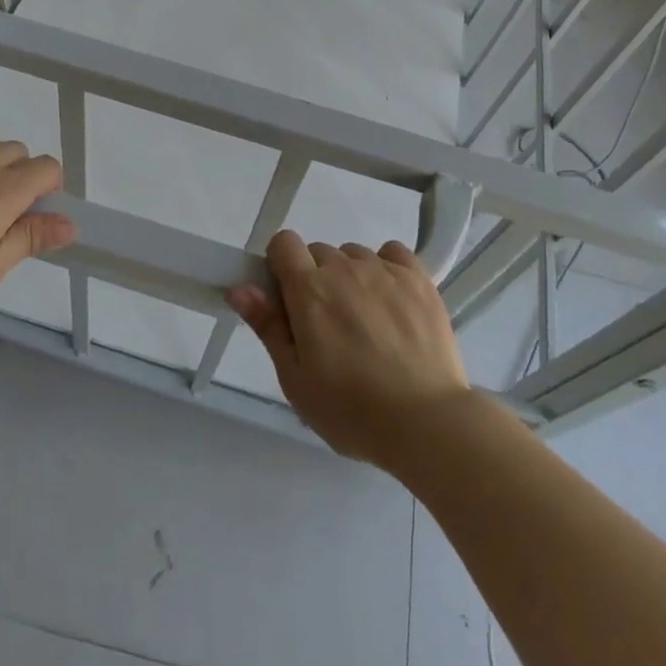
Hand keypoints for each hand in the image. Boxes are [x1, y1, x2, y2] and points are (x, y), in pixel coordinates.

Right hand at [227, 230, 471, 467]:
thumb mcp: (296, 379)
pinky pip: (392, 253)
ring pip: (354, 255)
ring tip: (366, 322)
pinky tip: (392, 302)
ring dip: (351, 277)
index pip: (283, 243)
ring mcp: (384, 269)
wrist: (427, 422)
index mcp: (309, 289)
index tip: (288, 300)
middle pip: (318, 252)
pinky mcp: (418, 277)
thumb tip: (239, 287)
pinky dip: (387, 268)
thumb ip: (268, 326)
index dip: (280, 266)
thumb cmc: (352, 410)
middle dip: (316, 279)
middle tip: (328, 326)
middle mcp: (344, 267)